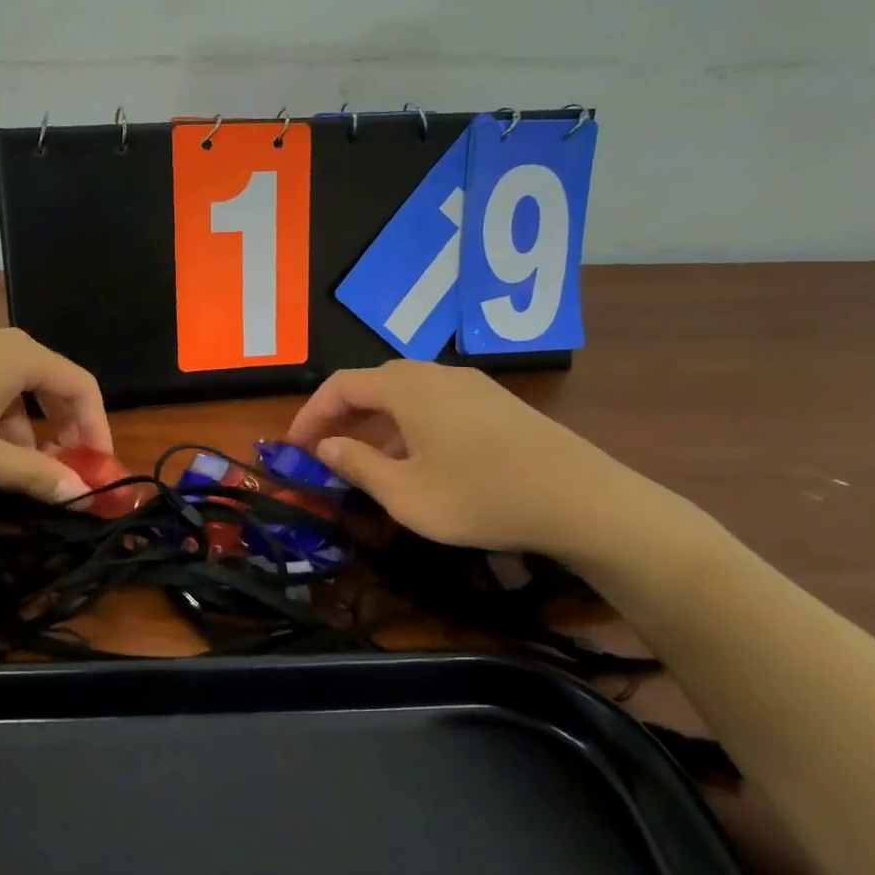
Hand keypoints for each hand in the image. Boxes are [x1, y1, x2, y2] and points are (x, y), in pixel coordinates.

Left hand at [0, 328, 109, 502]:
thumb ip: (37, 475)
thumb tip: (81, 494)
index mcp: (21, 357)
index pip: (82, 386)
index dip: (97, 429)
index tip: (96, 470)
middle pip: (51, 385)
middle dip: (61, 432)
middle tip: (58, 473)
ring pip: (13, 389)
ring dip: (23, 431)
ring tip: (5, 472)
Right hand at [284, 360, 659, 560]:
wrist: (582, 499)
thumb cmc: (481, 497)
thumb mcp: (407, 493)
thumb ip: (359, 466)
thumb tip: (326, 447)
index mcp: (407, 388)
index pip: (341, 385)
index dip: (310, 414)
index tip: (293, 447)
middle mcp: (435, 374)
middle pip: (372, 384)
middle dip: (340, 417)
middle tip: (322, 453)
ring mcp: (470, 386)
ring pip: (405, 395)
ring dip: (374, 423)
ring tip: (363, 462)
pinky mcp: (495, 403)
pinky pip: (434, 405)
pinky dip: (407, 426)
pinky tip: (415, 461)